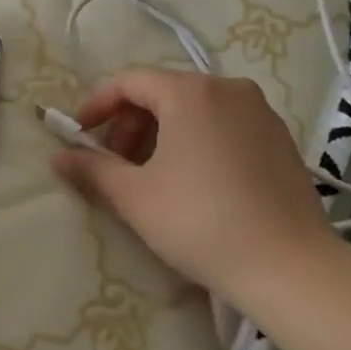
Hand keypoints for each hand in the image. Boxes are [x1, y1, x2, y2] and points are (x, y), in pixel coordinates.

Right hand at [51, 68, 340, 308]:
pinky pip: (224, 124)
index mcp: (190, 92)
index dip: (97, 105)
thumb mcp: (134, 196)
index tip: (79, 135)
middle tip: (115, 163)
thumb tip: (59, 156)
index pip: (129, 82)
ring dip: (162, 133)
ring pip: (194, 109)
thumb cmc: (201, 222)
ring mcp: (260, 112)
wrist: (291, 268)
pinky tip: (193, 181)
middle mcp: (228, 88)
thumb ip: (92, 168)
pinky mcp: (281, 138)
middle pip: (163, 92)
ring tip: (151, 175)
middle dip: (130, 123)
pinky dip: (196, 140)